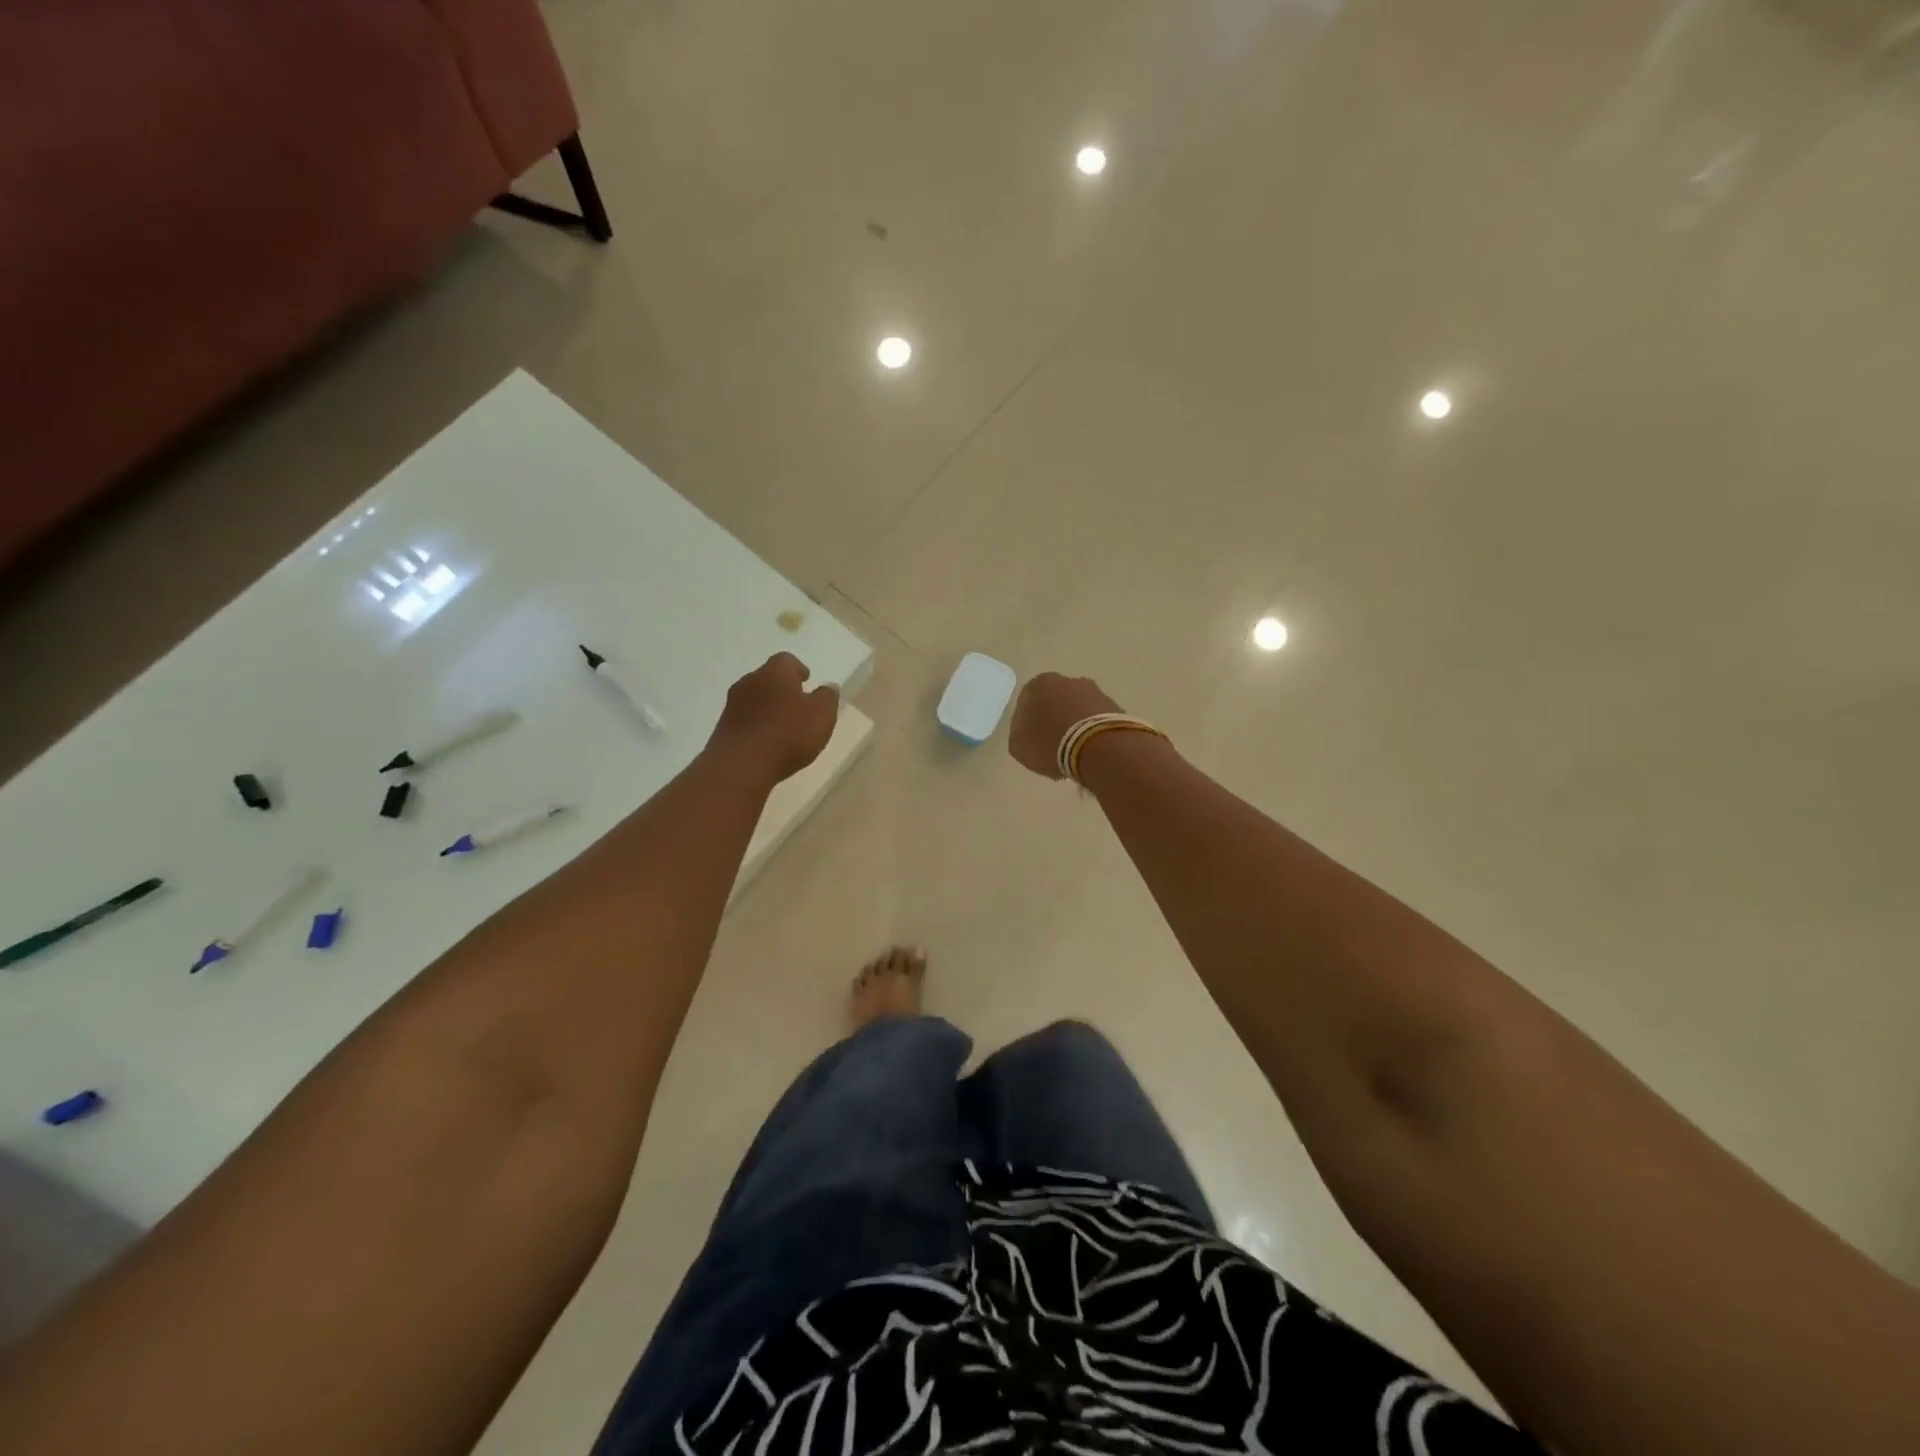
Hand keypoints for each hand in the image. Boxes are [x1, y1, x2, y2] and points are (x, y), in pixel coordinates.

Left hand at [709, 653, 839, 782]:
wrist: (741, 765)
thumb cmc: (788, 734)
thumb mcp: (822, 715)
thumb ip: (827, 698)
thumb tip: (828, 687)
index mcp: (775, 672)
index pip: (787, 660)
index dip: (798, 670)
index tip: (807, 682)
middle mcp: (750, 681)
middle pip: (768, 678)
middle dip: (782, 689)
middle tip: (797, 705)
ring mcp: (732, 704)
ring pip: (755, 699)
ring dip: (767, 708)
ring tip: (782, 727)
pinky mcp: (722, 727)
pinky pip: (745, 720)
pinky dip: (756, 726)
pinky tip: (766, 742)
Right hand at [1008, 672, 1122, 779]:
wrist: (1098, 746)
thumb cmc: (1050, 743)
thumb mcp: (1018, 746)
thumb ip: (1019, 734)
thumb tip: (1028, 731)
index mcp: (1038, 684)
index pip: (1027, 702)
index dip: (1027, 725)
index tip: (1032, 743)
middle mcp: (1067, 681)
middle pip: (1055, 703)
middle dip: (1054, 722)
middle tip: (1052, 748)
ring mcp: (1095, 692)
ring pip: (1078, 710)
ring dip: (1074, 727)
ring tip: (1074, 754)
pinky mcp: (1115, 707)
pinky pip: (1096, 721)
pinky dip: (1092, 734)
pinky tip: (1091, 753)